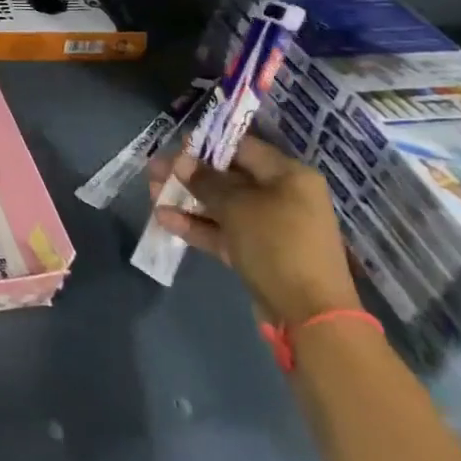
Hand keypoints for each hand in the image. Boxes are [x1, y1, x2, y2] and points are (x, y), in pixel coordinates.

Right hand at [151, 133, 359, 328]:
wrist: (309, 315)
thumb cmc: (277, 244)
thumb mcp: (237, 206)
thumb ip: (206, 180)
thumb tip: (182, 160)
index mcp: (288, 176)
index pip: (242, 147)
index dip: (207, 145)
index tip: (174, 146)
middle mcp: (282, 196)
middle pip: (228, 177)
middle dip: (189, 174)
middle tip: (154, 171)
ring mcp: (270, 227)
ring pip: (222, 205)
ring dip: (187, 199)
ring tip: (151, 194)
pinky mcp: (258, 253)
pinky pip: (224, 231)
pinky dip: (197, 225)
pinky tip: (164, 220)